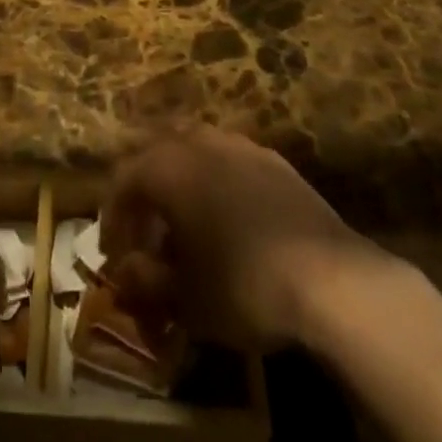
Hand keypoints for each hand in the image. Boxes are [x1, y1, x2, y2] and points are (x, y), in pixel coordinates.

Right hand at [100, 125, 374, 350]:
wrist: (328, 276)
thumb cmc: (242, 285)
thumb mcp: (185, 299)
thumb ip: (146, 281)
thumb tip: (126, 272)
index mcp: (167, 167)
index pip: (123, 181)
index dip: (112, 218)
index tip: (113, 255)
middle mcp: (197, 141)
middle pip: (155, 150)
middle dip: (143, 187)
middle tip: (144, 227)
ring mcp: (238, 144)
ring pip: (193, 146)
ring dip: (180, 176)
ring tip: (183, 216)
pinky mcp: (272, 159)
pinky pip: (228, 158)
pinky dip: (215, 178)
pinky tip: (227, 213)